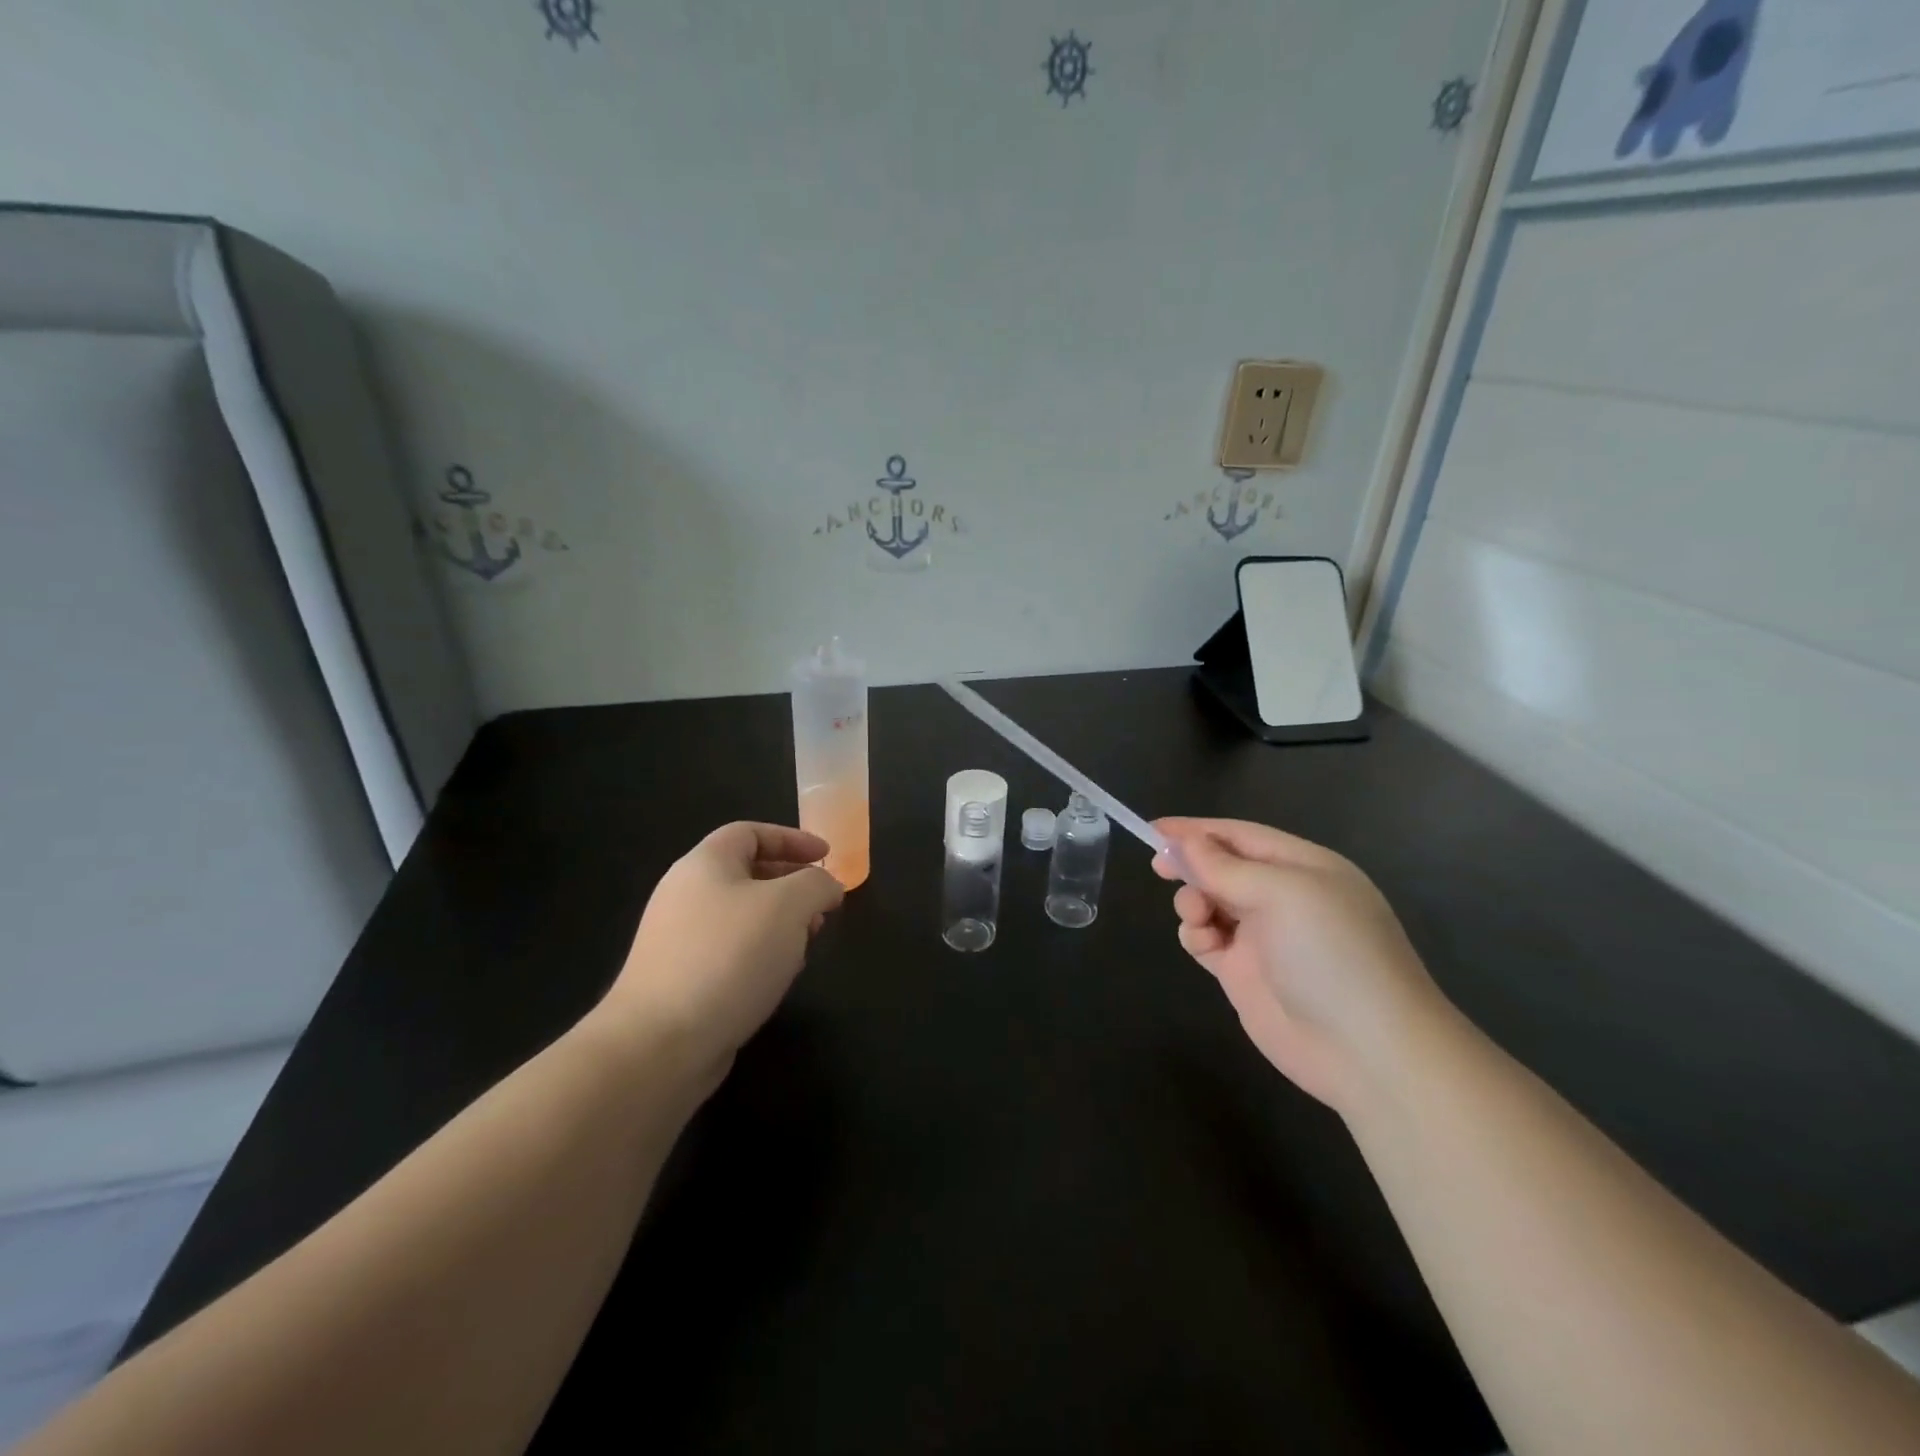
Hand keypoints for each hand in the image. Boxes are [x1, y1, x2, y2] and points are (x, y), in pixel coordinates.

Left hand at [593, 823, 844, 1087]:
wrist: (660, 1042)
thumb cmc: (729, 957)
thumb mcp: (789, 906)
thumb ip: (816, 885)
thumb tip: (827, 887)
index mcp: (705, 864)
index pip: (750, 832)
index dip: (793, 838)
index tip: (827, 857)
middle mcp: (685, 893)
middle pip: (747, 873)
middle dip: (792, 884)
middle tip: (823, 905)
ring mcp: (678, 938)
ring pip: (741, 915)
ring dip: (780, 922)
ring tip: (807, 942)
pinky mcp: (680, 979)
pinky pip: (729, 950)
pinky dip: (760, 952)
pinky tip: (778, 976)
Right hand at [1153, 818, 1451, 1111]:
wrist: (1367, 1051)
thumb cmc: (1331, 954)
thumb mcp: (1282, 894)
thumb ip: (1226, 867)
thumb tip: (1187, 842)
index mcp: (1303, 868)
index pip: (1241, 836)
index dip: (1197, 830)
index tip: (1154, 828)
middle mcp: (1284, 898)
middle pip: (1223, 867)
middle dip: (1192, 865)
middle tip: (1160, 868)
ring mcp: (1264, 938)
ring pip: (1210, 902)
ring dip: (1193, 900)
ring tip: (1196, 915)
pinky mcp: (1245, 974)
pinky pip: (1207, 940)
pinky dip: (1196, 935)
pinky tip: (1202, 944)